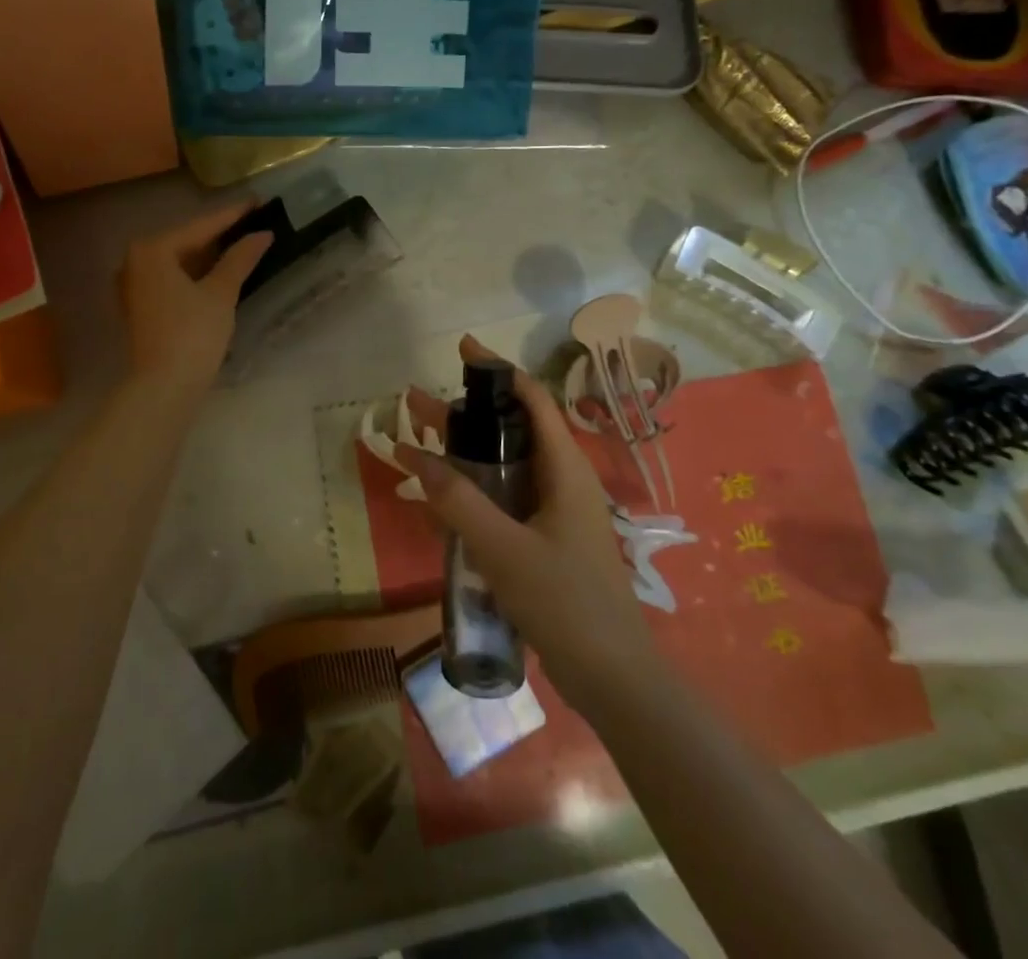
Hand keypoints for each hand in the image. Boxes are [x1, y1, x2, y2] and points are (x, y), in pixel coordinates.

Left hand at [120, 202, 272, 399]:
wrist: (163, 387)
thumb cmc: (192, 334)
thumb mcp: (220, 293)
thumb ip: (240, 259)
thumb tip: (262, 235)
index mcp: (152, 250)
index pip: (200, 226)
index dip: (232, 215)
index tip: (258, 201)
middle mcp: (135, 261)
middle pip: (186, 241)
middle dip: (220, 234)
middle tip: (253, 221)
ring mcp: (133, 285)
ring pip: (179, 261)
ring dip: (209, 255)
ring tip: (242, 243)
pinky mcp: (140, 306)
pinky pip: (171, 278)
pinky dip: (195, 273)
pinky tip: (219, 271)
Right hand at [414, 336, 654, 714]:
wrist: (613, 679)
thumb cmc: (566, 603)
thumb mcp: (504, 548)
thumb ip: (458, 501)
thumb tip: (413, 456)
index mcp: (565, 469)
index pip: (533, 399)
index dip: (498, 370)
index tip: (462, 349)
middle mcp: (563, 480)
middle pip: (513, 429)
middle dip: (466, 412)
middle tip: (417, 403)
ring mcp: (557, 512)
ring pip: (508, 464)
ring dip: (467, 450)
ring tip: (422, 441)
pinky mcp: (548, 540)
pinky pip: (508, 497)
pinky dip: (477, 486)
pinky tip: (446, 497)